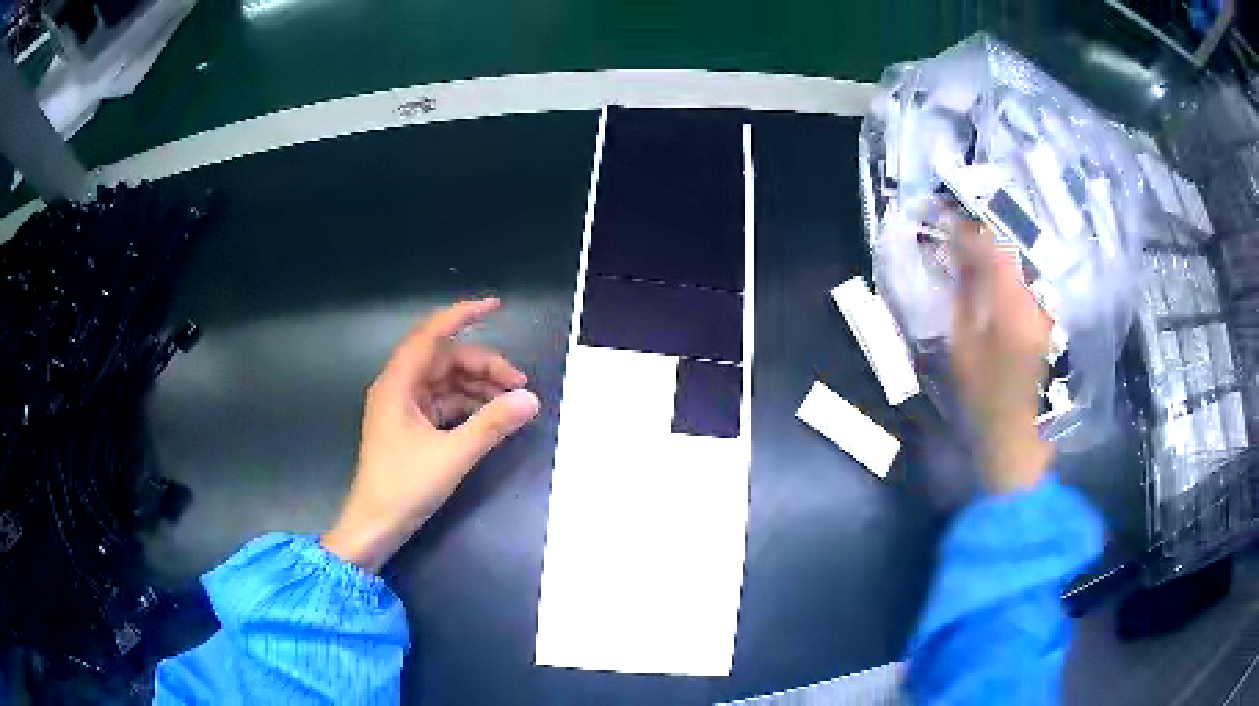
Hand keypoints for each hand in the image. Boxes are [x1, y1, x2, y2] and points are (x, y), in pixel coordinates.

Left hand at [322, 298, 540, 571]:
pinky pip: (443, 403)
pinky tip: (490, 416)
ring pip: (445, 382)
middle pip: (444, 360)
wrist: (375, 526)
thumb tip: (531, 400)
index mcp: (398, 384)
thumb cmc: (403, 487)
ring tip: (512, 402)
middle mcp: (398, 387)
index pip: (431, 335)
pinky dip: (467, 405)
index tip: (496, 306)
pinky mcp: (410, 426)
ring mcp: (404, 407)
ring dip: (478, 387)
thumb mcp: (452, 455)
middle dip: (483, 365)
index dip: (462, 315)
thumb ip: (492, 425)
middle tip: (519, 383)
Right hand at [950, 223, 1053, 493]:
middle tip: (958, 224)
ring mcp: (1048, 308)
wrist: (1019, 437)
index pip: (992, 247)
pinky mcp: (1051, 318)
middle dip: (984, 229)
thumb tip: (957, 253)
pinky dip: (1011, 267)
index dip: (968, 227)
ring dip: (999, 246)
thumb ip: (962, 294)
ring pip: (1023, 259)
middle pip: (1013, 246)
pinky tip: (995, 270)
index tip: (946, 216)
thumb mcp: (962, 348)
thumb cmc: (984, 400)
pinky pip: (1030, 278)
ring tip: (974, 242)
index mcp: (1013, 306)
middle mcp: (1038, 299)